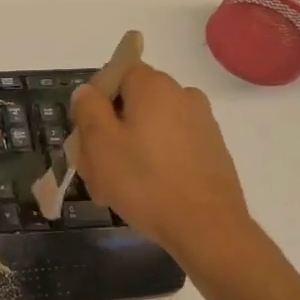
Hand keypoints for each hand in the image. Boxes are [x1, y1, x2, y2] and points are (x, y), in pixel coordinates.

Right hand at [69, 63, 255, 263]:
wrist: (207, 227)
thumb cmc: (144, 181)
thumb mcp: (99, 143)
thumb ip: (88, 108)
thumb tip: (88, 91)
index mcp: (154, 86)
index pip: (116, 73)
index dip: (96, 99)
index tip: (87, 132)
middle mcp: (183, 95)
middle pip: (134, 100)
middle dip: (111, 126)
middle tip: (96, 164)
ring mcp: (202, 123)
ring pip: (152, 125)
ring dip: (131, 145)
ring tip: (118, 184)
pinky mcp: (212, 150)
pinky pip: (172, 144)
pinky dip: (155, 159)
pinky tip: (146, 190)